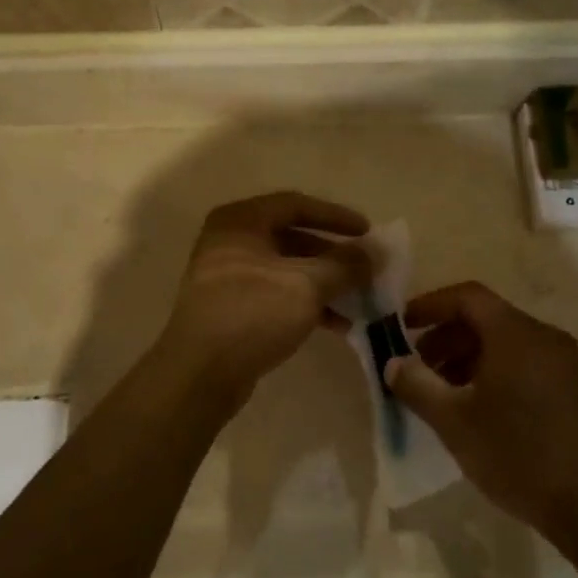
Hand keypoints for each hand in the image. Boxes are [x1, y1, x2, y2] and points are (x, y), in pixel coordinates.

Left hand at [159, 192, 370, 401]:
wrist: (200, 372)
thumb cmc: (253, 313)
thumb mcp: (307, 284)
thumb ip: (345, 265)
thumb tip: (376, 252)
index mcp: (241, 222)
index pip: (297, 205)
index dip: (335, 217)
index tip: (368, 232)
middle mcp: (230, 242)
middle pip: (292, 238)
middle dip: (332, 256)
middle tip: (365, 270)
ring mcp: (227, 276)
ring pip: (286, 270)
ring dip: (323, 283)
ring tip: (358, 301)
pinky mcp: (231, 308)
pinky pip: (276, 295)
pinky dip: (306, 303)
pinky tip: (336, 324)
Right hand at [385, 282, 577, 536]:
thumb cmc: (518, 455)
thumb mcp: (454, 422)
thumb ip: (417, 386)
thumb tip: (393, 363)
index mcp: (516, 334)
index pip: (467, 296)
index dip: (430, 305)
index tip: (401, 326)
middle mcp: (544, 338)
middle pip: (486, 319)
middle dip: (445, 338)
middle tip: (415, 368)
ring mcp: (564, 364)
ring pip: (505, 344)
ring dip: (466, 358)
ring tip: (440, 394)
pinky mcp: (574, 390)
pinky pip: (524, 364)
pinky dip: (492, 373)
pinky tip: (476, 410)